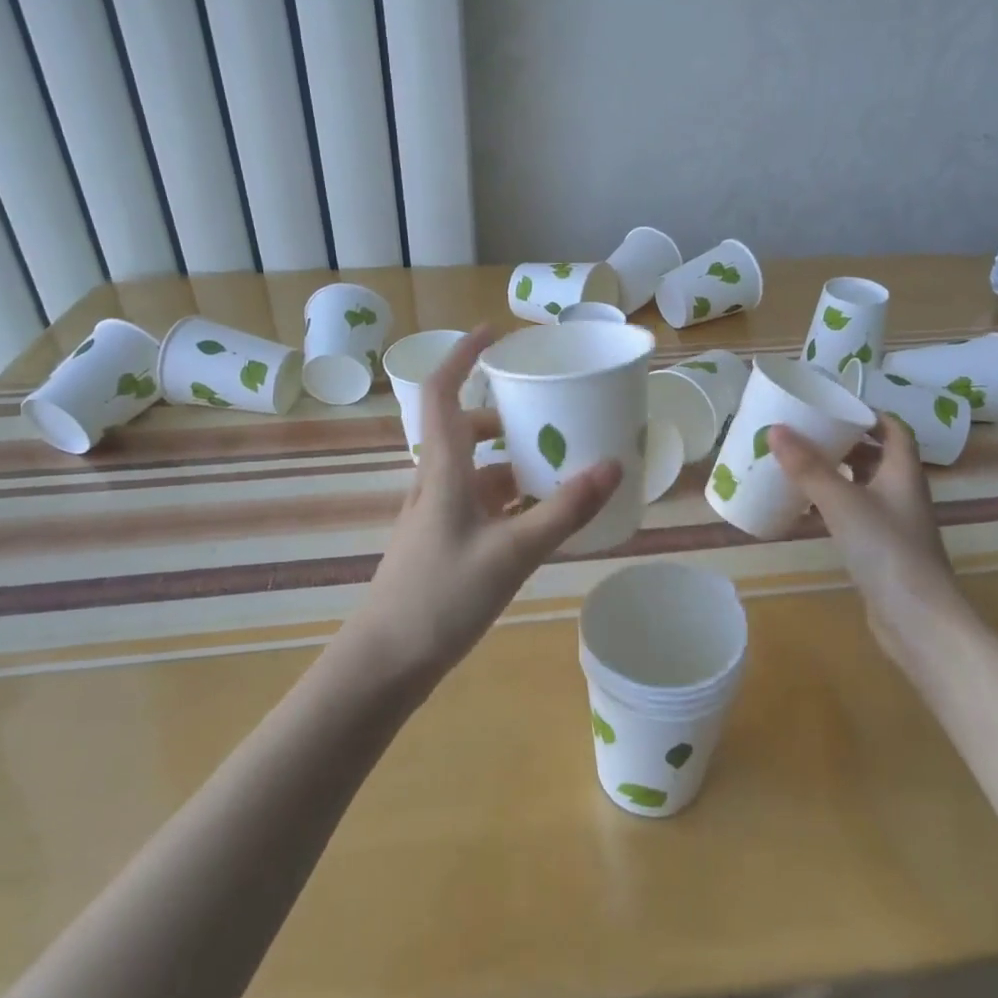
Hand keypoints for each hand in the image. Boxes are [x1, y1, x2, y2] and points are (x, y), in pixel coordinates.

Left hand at [346, 327, 621, 687]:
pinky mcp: (442, 542)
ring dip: (510, 461)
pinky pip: (479, 503)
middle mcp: (435, 483)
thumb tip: (612, 466)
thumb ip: (564, 511)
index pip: (444, 394)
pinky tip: (539, 516)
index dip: (462, 356)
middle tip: (548, 414)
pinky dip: (508, 498)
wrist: (385, 662)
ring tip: (557, 466)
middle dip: (504, 416)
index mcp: (443, 470)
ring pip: (475, 470)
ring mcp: (436, 515)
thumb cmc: (441, 598)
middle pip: (465, 430)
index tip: (494, 334)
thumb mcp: (512, 553)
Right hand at [768, 416, 965, 658]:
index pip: (894, 430)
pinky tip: (805, 512)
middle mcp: (903, 493)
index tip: (835, 407)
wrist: (917, 619)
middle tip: (808, 434)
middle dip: (845, 443)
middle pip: (877, 457)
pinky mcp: (882, 551)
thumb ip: (808, 467)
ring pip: (864, 487)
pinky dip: (832, 507)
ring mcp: (894, 524)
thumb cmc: (886, 550)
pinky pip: (855, 516)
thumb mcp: (842, 502)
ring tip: (800, 466)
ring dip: (836, 475)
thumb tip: (775, 430)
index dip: (869, 414)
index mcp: (902, 473)